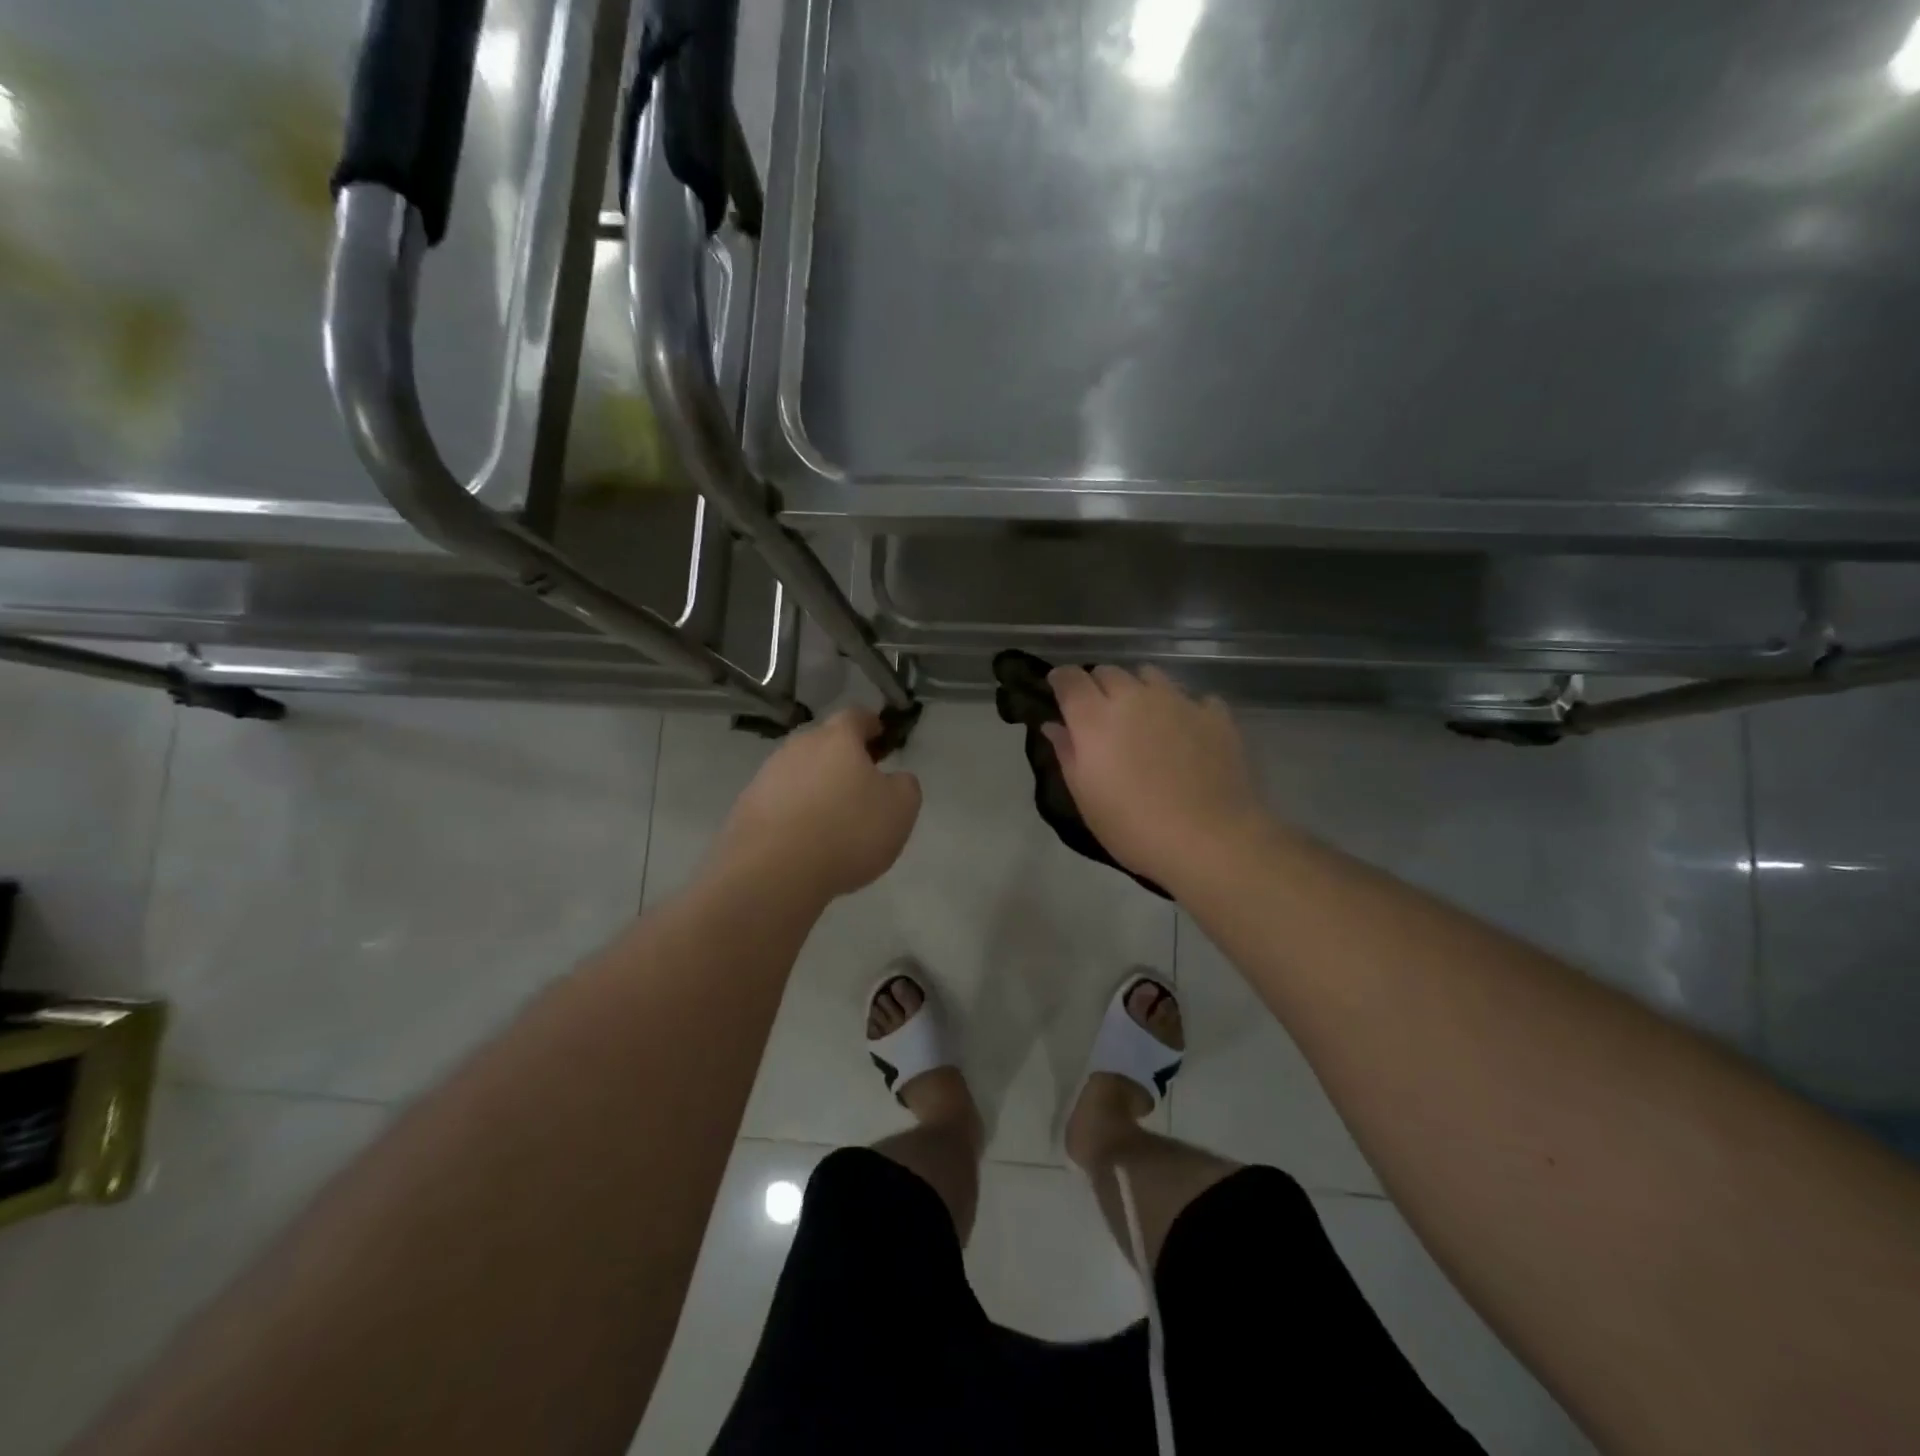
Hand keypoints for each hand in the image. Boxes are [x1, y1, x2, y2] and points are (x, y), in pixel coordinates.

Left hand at [709, 707, 922, 903]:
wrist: (774, 872)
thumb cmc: (848, 831)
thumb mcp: (900, 809)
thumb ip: (905, 785)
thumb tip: (895, 778)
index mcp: (838, 739)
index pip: (856, 716)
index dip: (871, 724)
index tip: (881, 738)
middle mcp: (798, 747)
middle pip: (823, 743)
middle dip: (841, 757)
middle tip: (859, 783)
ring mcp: (767, 775)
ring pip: (798, 771)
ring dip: (814, 785)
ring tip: (830, 818)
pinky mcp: (746, 806)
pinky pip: (778, 800)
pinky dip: (792, 811)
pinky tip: (802, 839)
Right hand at [1043, 665, 1266, 892]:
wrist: (1209, 841)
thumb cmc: (1134, 828)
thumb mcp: (1086, 798)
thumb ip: (1068, 754)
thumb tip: (1054, 726)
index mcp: (1095, 719)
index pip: (1070, 678)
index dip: (1061, 680)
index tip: (1059, 691)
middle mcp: (1134, 698)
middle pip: (1108, 671)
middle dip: (1098, 686)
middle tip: (1101, 715)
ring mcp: (1178, 701)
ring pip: (1150, 675)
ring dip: (1139, 690)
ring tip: (1144, 719)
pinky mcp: (1215, 714)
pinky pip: (1192, 698)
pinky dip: (1183, 709)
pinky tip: (1187, 734)